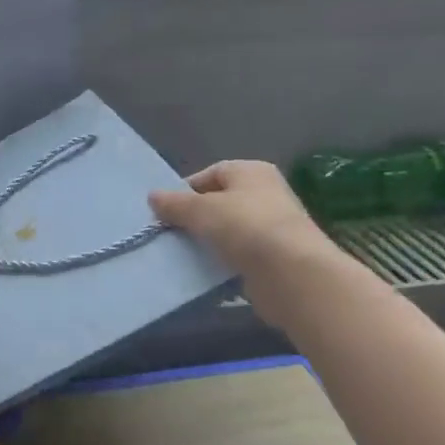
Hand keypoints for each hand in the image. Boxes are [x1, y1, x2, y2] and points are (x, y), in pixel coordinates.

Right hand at [149, 160, 345, 324]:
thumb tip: (153, 196)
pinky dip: (223, 260)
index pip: (212, 174)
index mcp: (252, 172)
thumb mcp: (200, 210)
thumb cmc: (245, 227)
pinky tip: (207, 270)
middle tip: (172, 232)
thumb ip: (175, 203)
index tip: (166, 211)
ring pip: (229, 230)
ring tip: (185, 253)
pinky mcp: (274, 257)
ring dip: (208, 240)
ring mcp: (273, 226)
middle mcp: (266, 193)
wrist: (291, 273)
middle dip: (195, 216)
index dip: (186, 190)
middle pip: (220, 201)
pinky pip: (240, 254)